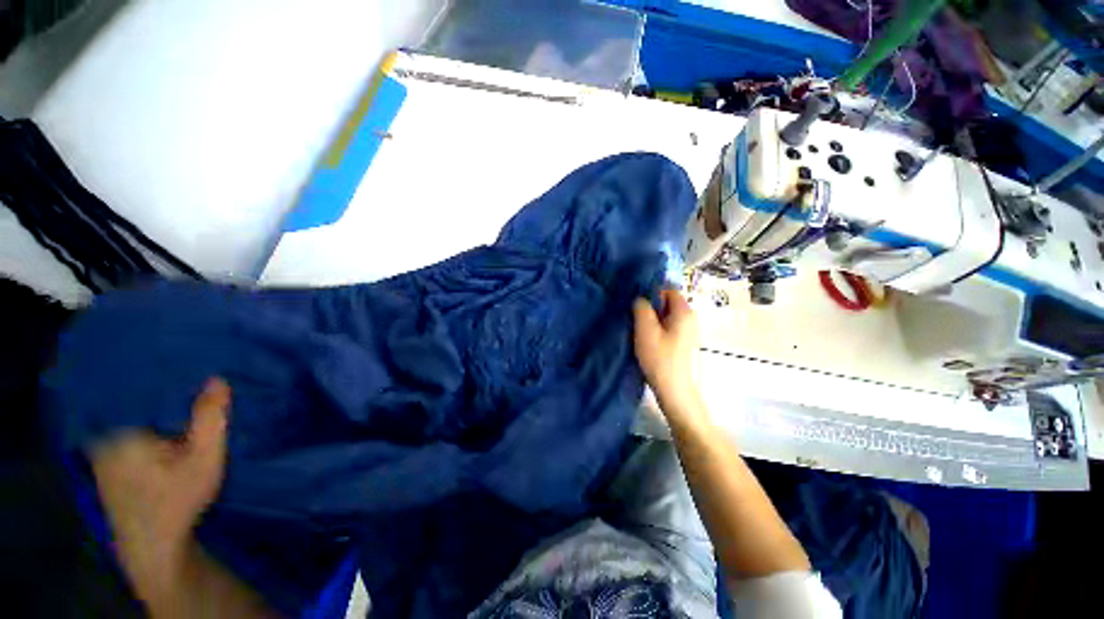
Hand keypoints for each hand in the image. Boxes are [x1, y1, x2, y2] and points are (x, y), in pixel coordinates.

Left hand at [90, 378, 229, 581]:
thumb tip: (217, 378)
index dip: (169, 377)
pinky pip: (124, 434)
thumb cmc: (177, 500)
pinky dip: (144, 427)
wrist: (153, 547)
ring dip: (153, 410)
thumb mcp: (204, 458)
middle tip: (192, 381)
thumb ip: (210, 418)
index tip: (192, 368)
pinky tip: (162, 430)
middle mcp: (104, 435)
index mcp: (120, 429)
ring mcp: (101, 452)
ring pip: (129, 419)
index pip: (141, 387)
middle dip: (161, 393)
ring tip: (180, 399)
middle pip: (134, 403)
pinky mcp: (106, 466)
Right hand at [632, 289, 701, 413]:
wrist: (674, 390)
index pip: (668, 289)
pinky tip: (644, 339)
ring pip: (665, 316)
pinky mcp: (681, 342)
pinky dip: (655, 329)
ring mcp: (686, 331)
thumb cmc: (659, 358)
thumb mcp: (645, 330)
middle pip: (666, 302)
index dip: (651, 292)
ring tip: (636, 328)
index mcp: (684, 311)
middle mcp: (689, 318)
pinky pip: (666, 327)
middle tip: (632, 315)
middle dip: (649, 306)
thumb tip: (640, 298)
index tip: (635, 302)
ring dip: (650, 319)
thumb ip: (641, 308)